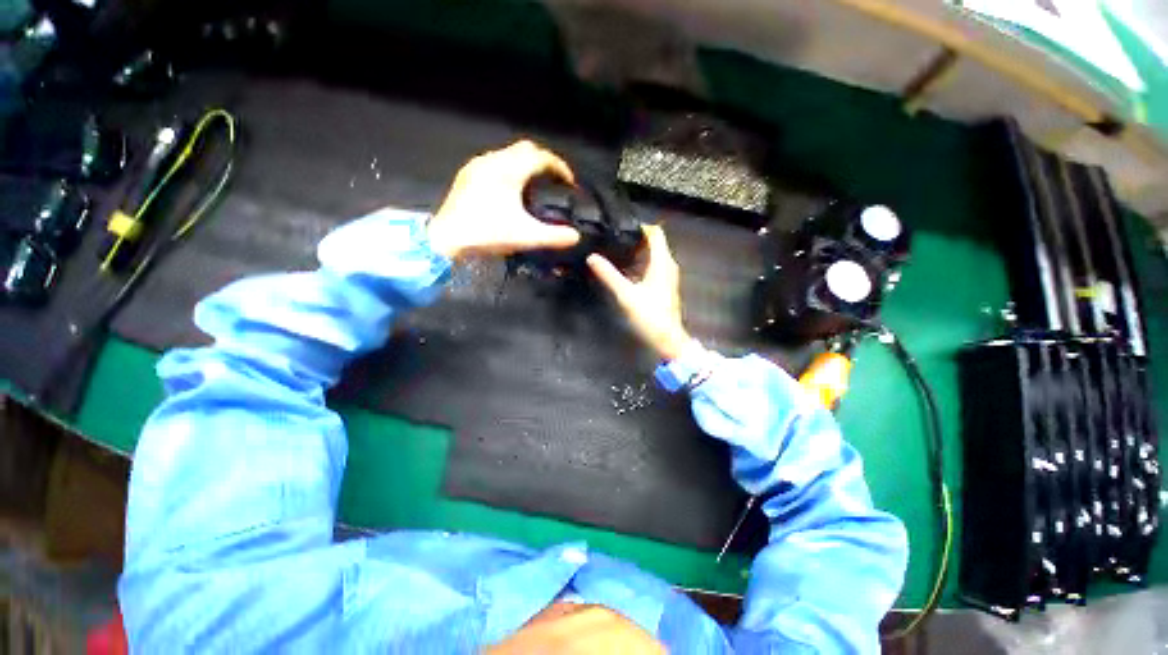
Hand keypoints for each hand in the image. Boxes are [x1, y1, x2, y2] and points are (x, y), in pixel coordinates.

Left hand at [427, 140, 580, 258]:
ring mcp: (477, 166)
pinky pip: (495, 163)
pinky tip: (511, 192)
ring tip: (536, 187)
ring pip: (508, 155)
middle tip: (554, 182)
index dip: (559, 167)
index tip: (569, 182)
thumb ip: (554, 236)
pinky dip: (510, 170)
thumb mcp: (525, 236)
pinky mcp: (468, 176)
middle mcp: (493, 160)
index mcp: (509, 170)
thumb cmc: (487, 233)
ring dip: (526, 165)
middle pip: (525, 150)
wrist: (446, 239)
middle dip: (543, 163)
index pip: (541, 157)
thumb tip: (575, 237)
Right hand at [587, 225, 691, 360]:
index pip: (656, 233)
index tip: (620, 226)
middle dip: (634, 238)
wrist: (667, 339)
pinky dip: (639, 263)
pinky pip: (652, 266)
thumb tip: (592, 257)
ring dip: (636, 251)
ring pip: (652, 255)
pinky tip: (623, 269)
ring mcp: (667, 275)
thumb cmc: (650, 316)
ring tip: (613, 250)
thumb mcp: (626, 295)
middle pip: (653, 243)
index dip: (640, 226)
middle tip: (612, 238)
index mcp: (662, 262)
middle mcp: (667, 265)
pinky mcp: (663, 285)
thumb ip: (609, 275)